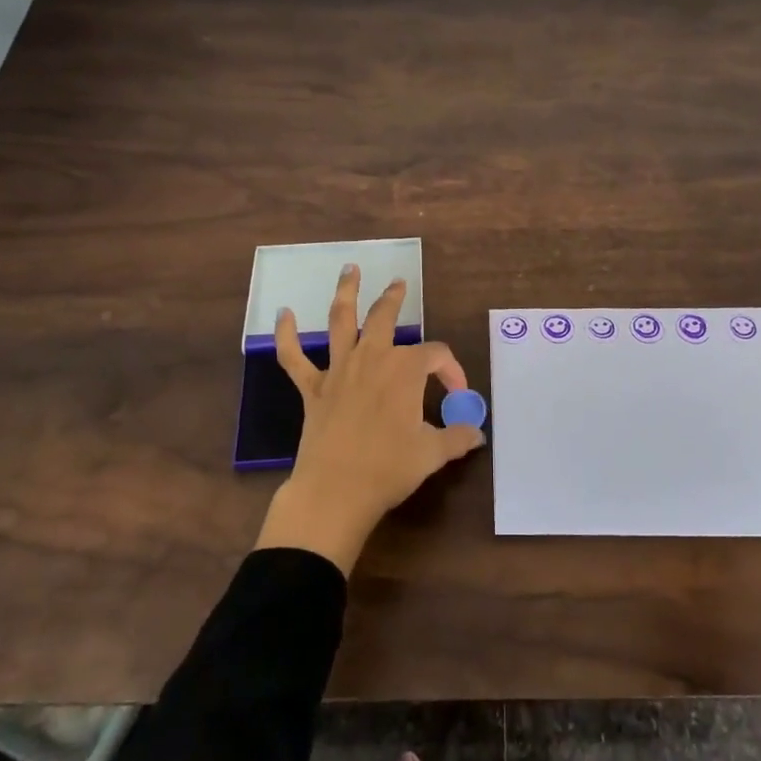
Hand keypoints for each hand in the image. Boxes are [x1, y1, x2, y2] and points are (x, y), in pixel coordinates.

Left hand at [254, 265, 484, 574]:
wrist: (335, 491)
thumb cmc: (389, 468)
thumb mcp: (433, 454)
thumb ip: (458, 438)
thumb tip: (478, 435)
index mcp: (405, 370)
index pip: (435, 356)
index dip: (451, 370)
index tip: (458, 394)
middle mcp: (372, 358)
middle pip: (385, 317)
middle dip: (394, 298)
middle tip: (399, 283)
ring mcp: (339, 370)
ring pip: (341, 321)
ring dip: (346, 292)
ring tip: (350, 269)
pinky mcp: (312, 388)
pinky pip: (294, 357)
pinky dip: (286, 335)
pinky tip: (282, 314)